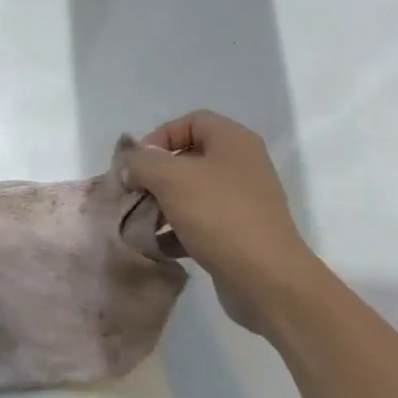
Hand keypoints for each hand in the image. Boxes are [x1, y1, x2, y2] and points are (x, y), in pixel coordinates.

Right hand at [123, 111, 318, 334]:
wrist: (265, 276)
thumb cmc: (218, 215)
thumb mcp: (171, 178)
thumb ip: (143, 163)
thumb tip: (131, 164)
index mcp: (233, 141)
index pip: (191, 121)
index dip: (159, 137)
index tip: (137, 164)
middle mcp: (242, 164)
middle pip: (190, 158)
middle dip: (156, 176)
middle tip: (134, 195)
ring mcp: (243, 200)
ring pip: (193, 193)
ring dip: (163, 205)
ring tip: (141, 224)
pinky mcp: (240, 232)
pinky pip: (202, 222)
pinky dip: (178, 230)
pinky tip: (159, 246)